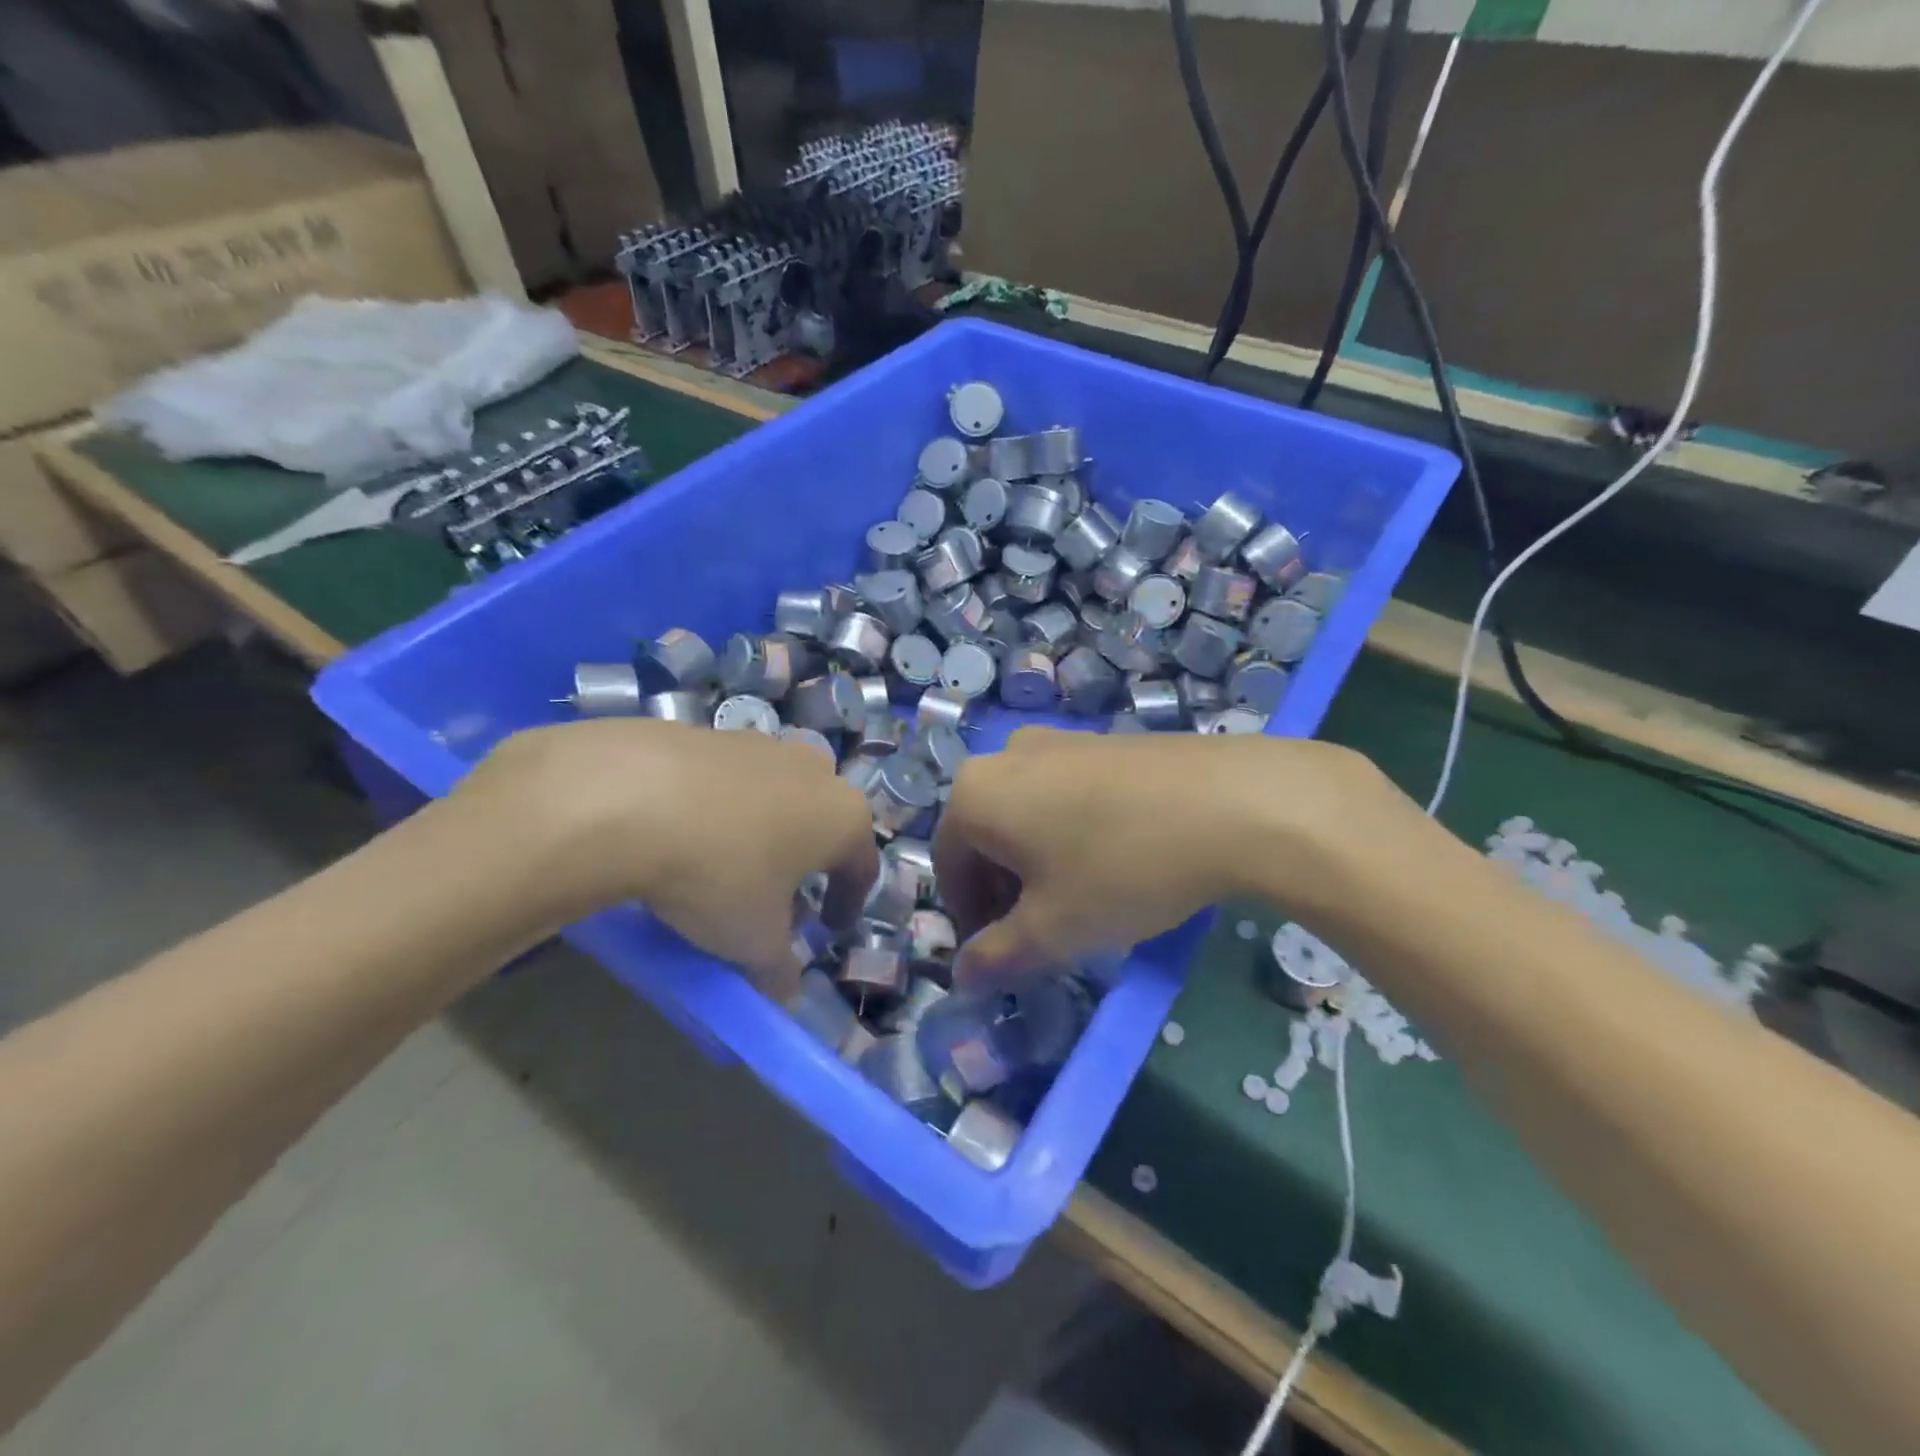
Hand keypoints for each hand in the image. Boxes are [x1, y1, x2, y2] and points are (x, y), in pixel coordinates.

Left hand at [456, 719, 877, 996]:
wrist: (626, 797)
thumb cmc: (718, 873)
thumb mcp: (754, 941)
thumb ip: (779, 969)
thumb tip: (785, 992)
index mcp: (842, 816)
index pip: (861, 866)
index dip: (848, 902)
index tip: (829, 928)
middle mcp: (813, 770)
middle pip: (822, 821)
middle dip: (806, 858)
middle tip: (777, 894)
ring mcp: (760, 743)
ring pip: (775, 792)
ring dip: (763, 826)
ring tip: (726, 862)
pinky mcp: (708, 731)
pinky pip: (727, 778)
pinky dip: (718, 805)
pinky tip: (684, 830)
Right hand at [932, 727, 1396, 981]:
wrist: (1233, 802)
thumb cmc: (1122, 868)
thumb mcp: (1053, 929)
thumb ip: (997, 956)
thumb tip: (961, 977)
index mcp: (976, 794)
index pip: (948, 865)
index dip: (969, 918)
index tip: (1002, 955)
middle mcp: (1006, 756)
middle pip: (985, 836)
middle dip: (1003, 890)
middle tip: (1041, 933)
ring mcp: (1058, 741)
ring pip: (1026, 814)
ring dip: (1037, 863)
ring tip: (1082, 900)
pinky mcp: (1103, 740)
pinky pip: (1064, 793)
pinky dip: (1070, 832)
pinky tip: (1116, 860)